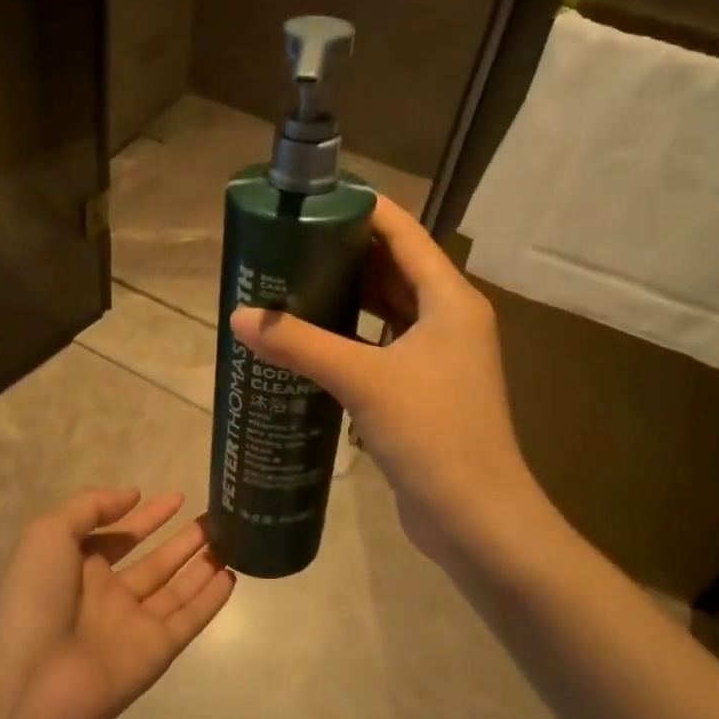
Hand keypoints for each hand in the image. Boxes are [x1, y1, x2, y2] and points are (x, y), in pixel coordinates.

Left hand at [0, 488, 235, 718]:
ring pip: (176, 588)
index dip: (147, 517)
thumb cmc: (36, 598)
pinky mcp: (156, 651)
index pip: (120, 536)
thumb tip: (133, 494)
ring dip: (201, 565)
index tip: (178, 497)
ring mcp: (133, 624)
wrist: (32, 682)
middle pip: (154, 562)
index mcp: (78, 567)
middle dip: (182, 540)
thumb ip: (91, 506)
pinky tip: (232, 576)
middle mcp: (108, 595)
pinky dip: (210, 600)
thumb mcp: (49, 533)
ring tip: (233, 539)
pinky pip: (189, 619)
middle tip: (215, 519)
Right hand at [229, 196, 549, 572]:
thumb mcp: (363, 381)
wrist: (477, 519)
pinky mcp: (424, 390)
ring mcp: (439, 357)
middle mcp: (449, 319)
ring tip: (292, 282)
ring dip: (346, 295)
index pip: (403, 233)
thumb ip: (300, 345)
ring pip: (387, 309)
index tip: (313, 198)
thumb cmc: (432, 434)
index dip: (361, 209)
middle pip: (393, 268)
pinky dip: (351, 336)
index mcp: (449, 300)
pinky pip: (382, 345)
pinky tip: (312, 340)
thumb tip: (240, 316)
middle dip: (344, 251)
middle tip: (289, 243)